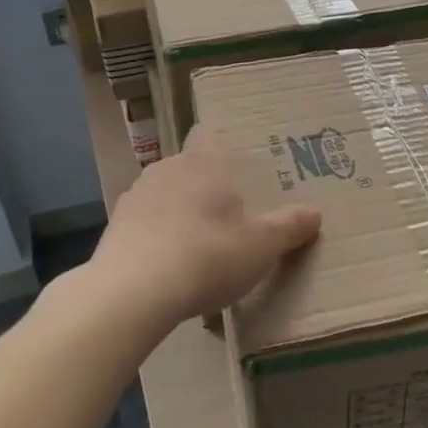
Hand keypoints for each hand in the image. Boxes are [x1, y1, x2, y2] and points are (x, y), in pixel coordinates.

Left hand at [89, 124, 321, 334]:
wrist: (133, 291)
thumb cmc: (208, 255)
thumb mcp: (262, 246)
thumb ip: (289, 227)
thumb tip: (314, 213)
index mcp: (204, 162)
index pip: (208, 135)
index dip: (220, 147)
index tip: (234, 169)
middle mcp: (166, 169)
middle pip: (188, 167)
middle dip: (204, 187)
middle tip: (227, 217)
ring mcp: (134, 196)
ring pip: (162, 195)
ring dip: (176, 212)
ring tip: (196, 248)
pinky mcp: (113, 228)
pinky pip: (142, 224)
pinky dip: (154, 238)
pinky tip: (167, 268)